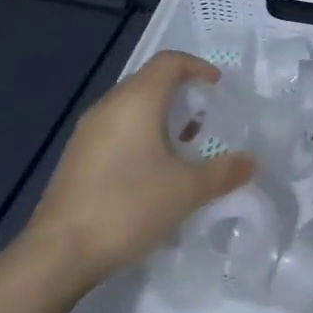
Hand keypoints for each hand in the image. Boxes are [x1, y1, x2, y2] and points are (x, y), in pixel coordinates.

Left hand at [22, 52, 254, 278]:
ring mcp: (88, 130)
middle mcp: (109, 105)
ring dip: (161, 116)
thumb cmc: (128, 207)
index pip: (169, 62)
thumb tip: (252, 161)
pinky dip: (140, 133)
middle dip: (181, 93)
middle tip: (206, 118)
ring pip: (131, 106)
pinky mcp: (77, 154)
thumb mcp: (186, 191)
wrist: (60, 251)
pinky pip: (116, 127)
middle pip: (149, 81)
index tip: (218, 88)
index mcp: (136, 101)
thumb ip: (223, 172)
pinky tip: (152, 169)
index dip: (197, 67)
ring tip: (184, 146)